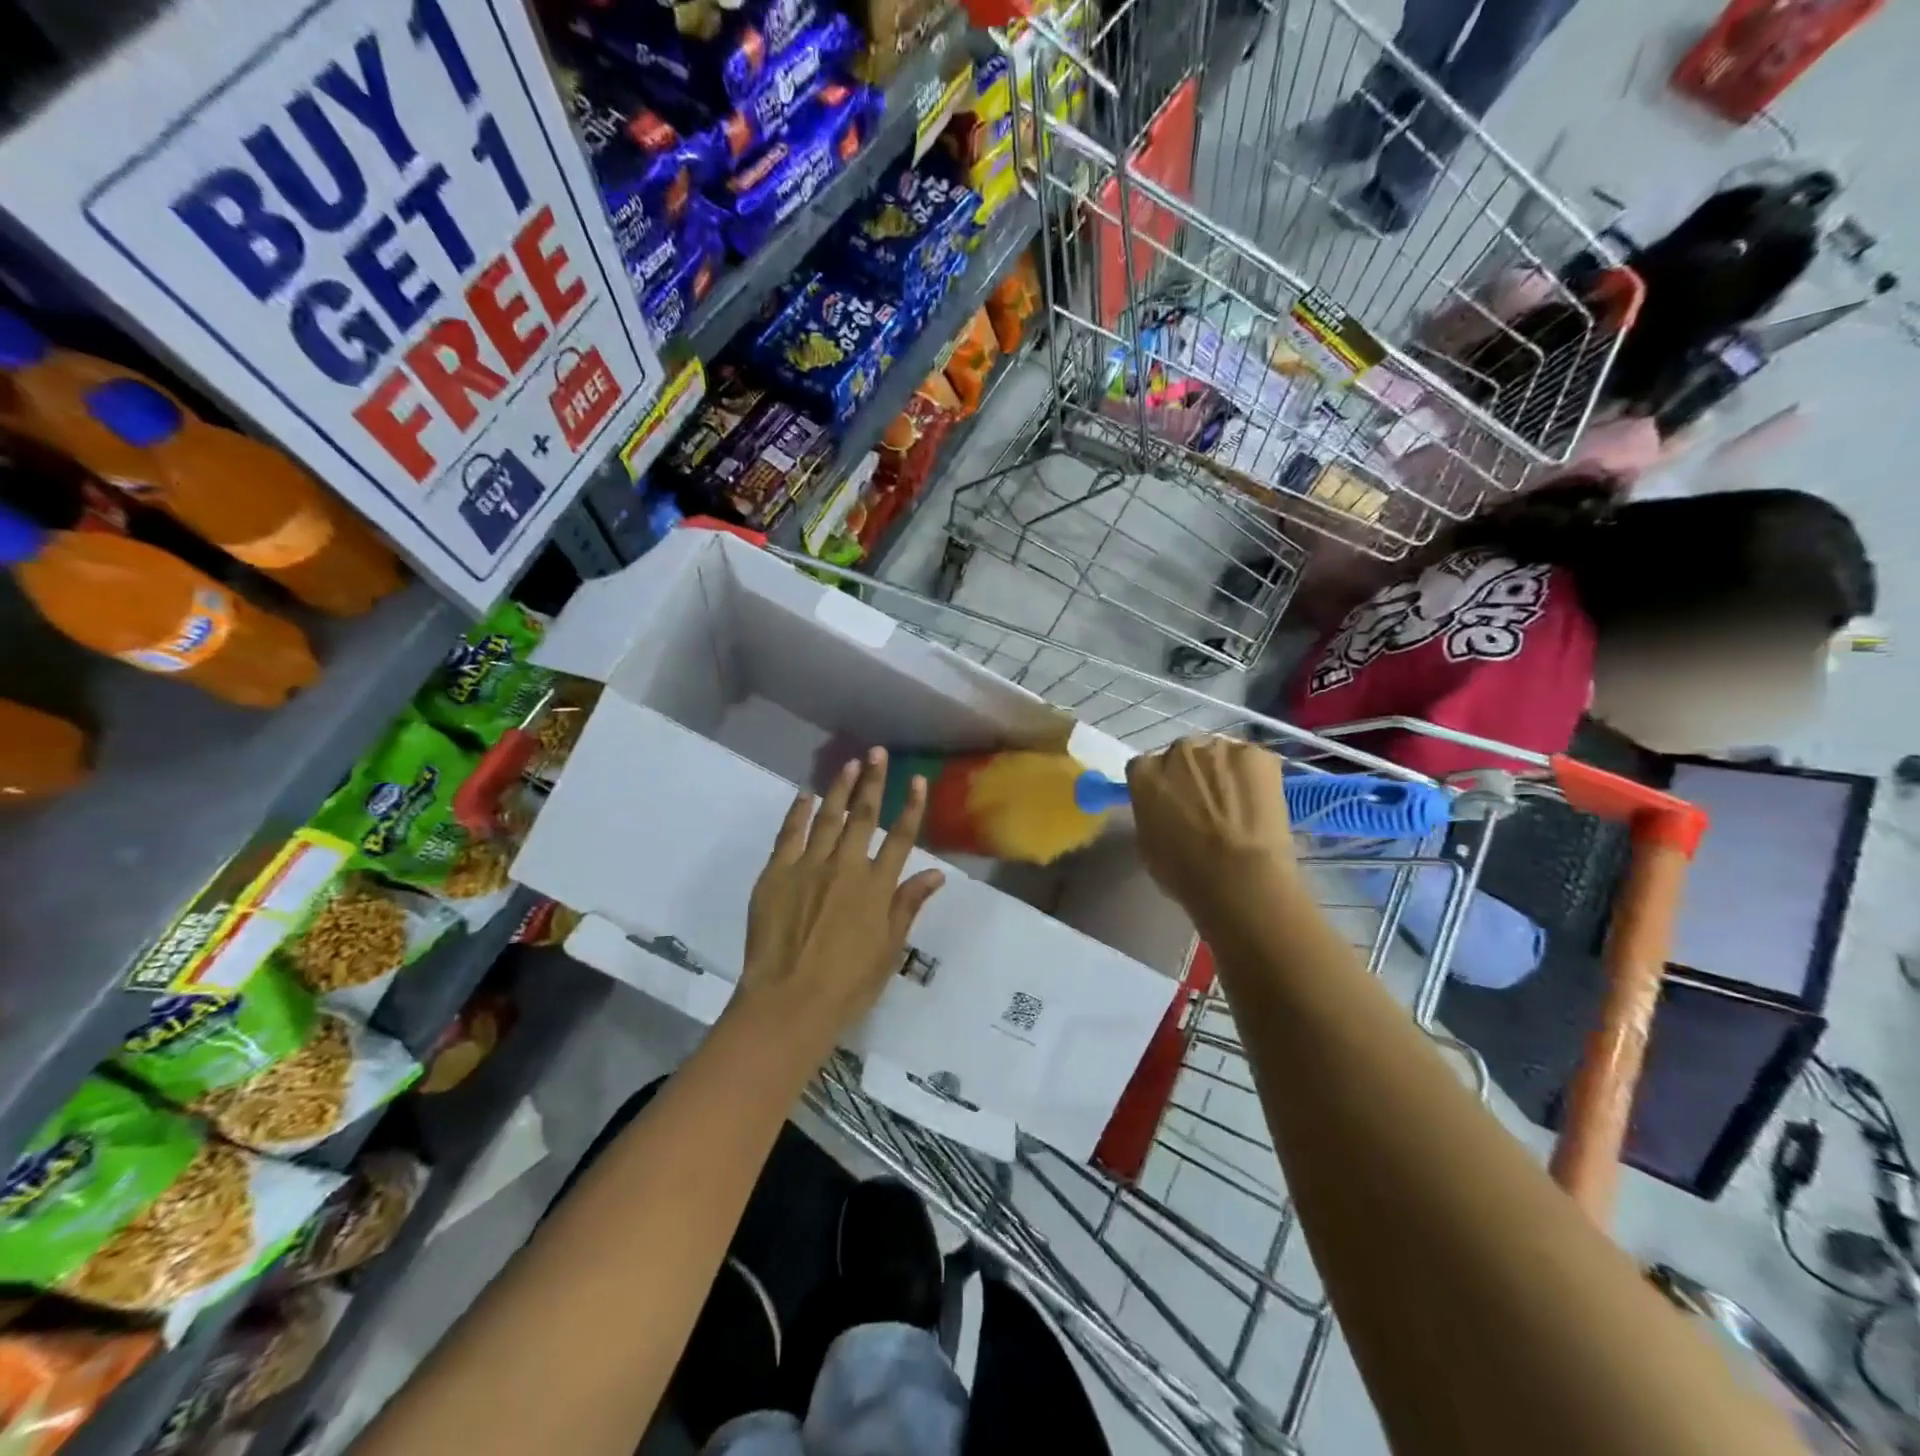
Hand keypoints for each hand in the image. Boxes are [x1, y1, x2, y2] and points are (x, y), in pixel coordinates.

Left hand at [735, 748, 944, 1059]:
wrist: (788, 1003)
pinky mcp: (776, 874)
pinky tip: (805, 795)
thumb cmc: (847, 985)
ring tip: (849, 764)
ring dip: (840, 788)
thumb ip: (908, 906)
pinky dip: (798, 812)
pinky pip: (789, 835)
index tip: (918, 780)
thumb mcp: (889, 950)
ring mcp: (808, 867)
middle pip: (864, 816)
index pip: (901, 837)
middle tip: (877, 753)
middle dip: (874, 781)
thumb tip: (936, 874)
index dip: (912, 807)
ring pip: (828, 817)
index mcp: (877, 887)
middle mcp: (846, 867)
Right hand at [1126, 737, 1296, 928]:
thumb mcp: (1147, 845)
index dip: (1161, 787)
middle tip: (1206, 805)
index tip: (1172, 805)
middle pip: (1183, 756)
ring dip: (1223, 773)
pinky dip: (1255, 778)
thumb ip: (1150, 813)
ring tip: (1238, 805)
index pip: (1146, 768)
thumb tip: (1164, 810)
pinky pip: (1252, 762)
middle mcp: (1177, 750)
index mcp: (1144, 772)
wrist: (1240, 878)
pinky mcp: (1257, 755)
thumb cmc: (1185, 872)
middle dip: (1191, 775)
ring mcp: (1219, 748)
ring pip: (1219, 756)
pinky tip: (1259, 805)